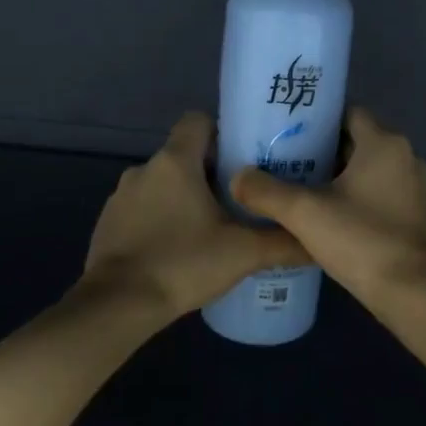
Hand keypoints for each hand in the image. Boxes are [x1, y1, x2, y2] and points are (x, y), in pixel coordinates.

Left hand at [84, 112, 307, 320]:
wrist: (118, 305)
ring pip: (162, 184)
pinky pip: (142, 209)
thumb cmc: (184, 263)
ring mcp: (120, 196)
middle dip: (210, 172)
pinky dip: (160, 220)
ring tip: (210, 228)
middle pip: (183, 154)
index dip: (222, 132)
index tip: (243, 159)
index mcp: (175, 161)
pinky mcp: (108, 223)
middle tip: (240, 199)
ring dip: (184, 198)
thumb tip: (317, 240)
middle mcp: (144, 169)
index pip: (198, 120)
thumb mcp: (244, 253)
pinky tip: (178, 249)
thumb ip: (284, 242)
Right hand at [231, 107, 425, 310]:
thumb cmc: (361, 239)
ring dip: (336, 175)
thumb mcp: (304, 213)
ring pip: (366, 168)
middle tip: (283, 160)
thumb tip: (237, 177)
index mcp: (384, 143)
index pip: (347, 112)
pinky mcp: (413, 213)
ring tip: (296, 186)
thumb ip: (266, 191)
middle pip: (355, 140)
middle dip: (320, 149)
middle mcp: (404, 156)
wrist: (411, 292)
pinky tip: (325, 214)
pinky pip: (377, 191)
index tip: (285, 131)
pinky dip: (353, 195)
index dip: (316, 119)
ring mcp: (412, 186)